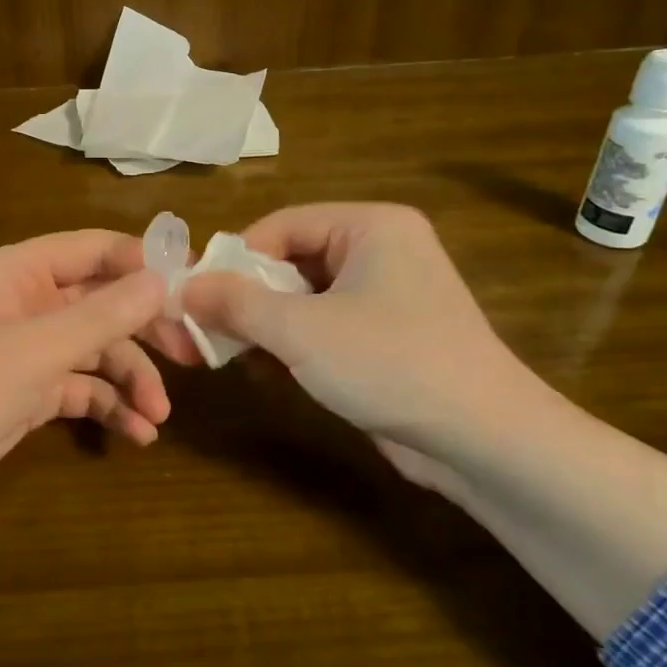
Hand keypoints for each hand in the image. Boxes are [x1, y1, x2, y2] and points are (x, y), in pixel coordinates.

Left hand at [0, 231, 169, 517]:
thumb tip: (163, 280)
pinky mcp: (25, 392)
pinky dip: (107, 406)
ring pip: (95, 351)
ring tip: (157, 417)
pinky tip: (135, 434)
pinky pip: (79, 388)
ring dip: (130, 379)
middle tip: (192, 359)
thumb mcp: (36, 351)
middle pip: (102, 303)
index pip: (95, 250)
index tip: (195, 287)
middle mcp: (27, 303)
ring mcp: (26, 349)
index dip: (144, 262)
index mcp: (20, 272)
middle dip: (145, 331)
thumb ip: (102, 316)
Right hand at [175, 203, 549, 478]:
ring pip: (302, 299)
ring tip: (228, 357)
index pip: (280, 225)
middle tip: (203, 331)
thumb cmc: (391, 363)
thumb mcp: (301, 330)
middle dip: (245, 300)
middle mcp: (380, 250)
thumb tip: (182, 289)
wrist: (485, 441)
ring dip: (264, 327)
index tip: (196, 296)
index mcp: (369, 226)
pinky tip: (268, 375)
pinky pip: (323, 327)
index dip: (234, 259)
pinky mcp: (385, 337)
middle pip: (289, 262)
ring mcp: (386, 296)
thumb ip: (235, 303)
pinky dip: (292, 346)